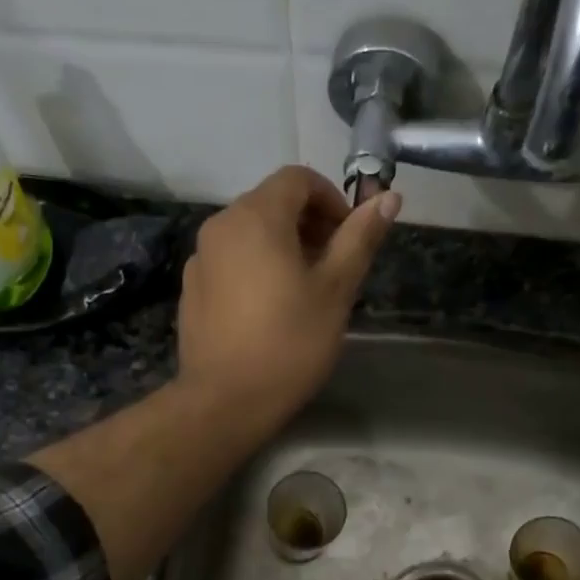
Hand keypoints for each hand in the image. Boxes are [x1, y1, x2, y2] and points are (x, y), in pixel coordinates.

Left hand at [177, 167, 400, 430]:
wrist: (225, 400)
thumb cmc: (289, 342)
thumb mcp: (336, 290)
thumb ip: (360, 238)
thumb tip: (388, 197)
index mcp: (256, 216)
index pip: (298, 179)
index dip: (332, 199)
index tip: (350, 237)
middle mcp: (220, 226)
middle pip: (271, 203)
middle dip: (309, 224)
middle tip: (333, 267)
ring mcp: (200, 259)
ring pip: (250, 233)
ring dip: (283, 246)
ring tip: (305, 290)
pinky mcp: (191, 289)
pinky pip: (231, 261)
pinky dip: (256, 267)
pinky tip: (269, 310)